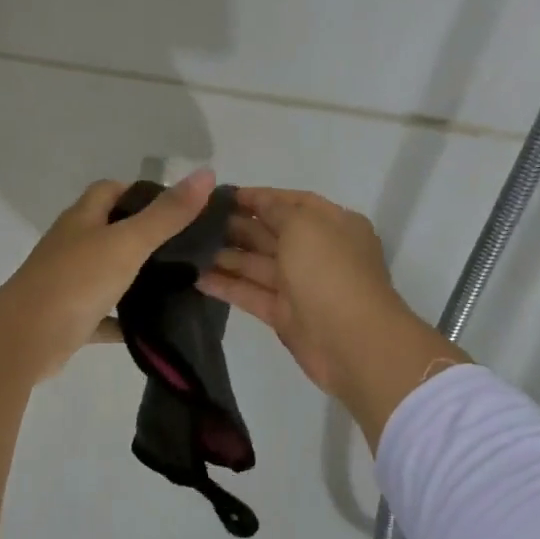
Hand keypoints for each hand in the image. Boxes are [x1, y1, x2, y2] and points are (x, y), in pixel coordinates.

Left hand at [0, 170, 217, 378]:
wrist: (26, 338)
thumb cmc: (76, 281)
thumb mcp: (127, 242)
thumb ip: (166, 214)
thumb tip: (206, 172)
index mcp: (82, 219)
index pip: (110, 189)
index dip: (141, 191)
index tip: (178, 206)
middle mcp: (71, 246)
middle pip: (109, 230)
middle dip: (143, 234)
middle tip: (186, 247)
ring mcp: (67, 283)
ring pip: (106, 273)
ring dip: (134, 277)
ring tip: (178, 283)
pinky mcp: (69, 319)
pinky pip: (102, 316)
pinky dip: (123, 320)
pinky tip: (151, 327)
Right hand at [197, 187, 466, 441]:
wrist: (351, 342)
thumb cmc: (329, 272)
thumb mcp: (304, 226)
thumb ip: (276, 210)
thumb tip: (257, 202)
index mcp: (332, 225)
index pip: (293, 202)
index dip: (259, 197)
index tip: (221, 196)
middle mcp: (317, 252)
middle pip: (272, 233)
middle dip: (237, 225)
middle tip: (195, 222)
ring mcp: (300, 285)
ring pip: (258, 265)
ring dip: (226, 256)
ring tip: (188, 248)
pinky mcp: (284, 315)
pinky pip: (251, 294)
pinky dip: (226, 286)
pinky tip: (196, 278)